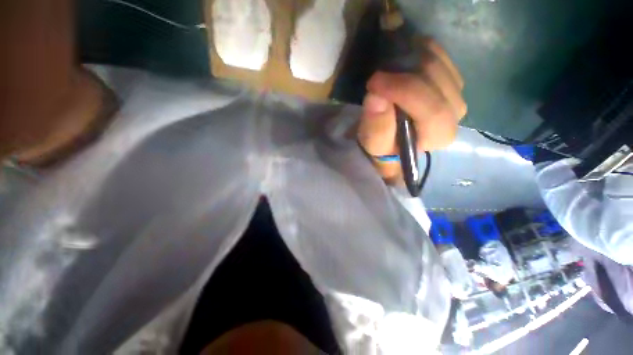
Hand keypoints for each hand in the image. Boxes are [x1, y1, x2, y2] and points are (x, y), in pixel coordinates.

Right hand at [357, 39, 466, 183]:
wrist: (394, 137)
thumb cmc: (384, 143)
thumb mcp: (374, 142)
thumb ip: (377, 126)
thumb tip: (377, 97)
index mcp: (439, 135)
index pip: (433, 111)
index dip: (404, 92)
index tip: (374, 83)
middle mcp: (455, 114)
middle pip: (438, 81)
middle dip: (404, 73)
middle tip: (377, 75)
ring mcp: (456, 92)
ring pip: (440, 63)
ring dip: (409, 60)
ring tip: (386, 69)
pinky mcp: (451, 78)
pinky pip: (440, 55)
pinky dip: (418, 52)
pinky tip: (401, 60)